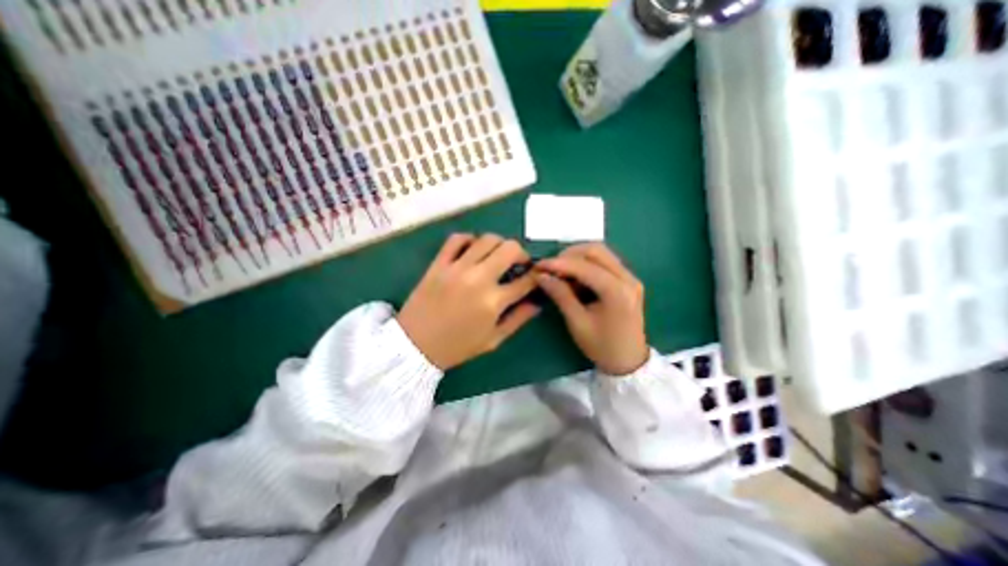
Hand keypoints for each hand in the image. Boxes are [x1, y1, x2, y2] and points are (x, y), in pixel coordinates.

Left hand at [395, 235, 543, 370]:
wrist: (415, 346)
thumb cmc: (457, 347)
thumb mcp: (493, 340)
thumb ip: (518, 319)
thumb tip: (537, 303)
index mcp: (493, 302)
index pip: (526, 280)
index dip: (536, 276)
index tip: (535, 276)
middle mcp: (478, 279)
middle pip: (510, 249)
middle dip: (521, 254)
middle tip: (518, 263)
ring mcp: (456, 268)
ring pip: (487, 239)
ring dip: (499, 245)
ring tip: (496, 256)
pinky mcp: (438, 263)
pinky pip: (456, 239)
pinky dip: (469, 239)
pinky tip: (472, 250)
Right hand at [539, 244, 648, 375]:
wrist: (629, 361)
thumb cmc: (602, 346)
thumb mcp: (577, 323)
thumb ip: (560, 295)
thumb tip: (541, 276)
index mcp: (617, 292)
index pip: (585, 267)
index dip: (559, 264)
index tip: (538, 266)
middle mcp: (628, 278)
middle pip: (596, 250)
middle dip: (569, 255)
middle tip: (550, 267)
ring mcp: (630, 277)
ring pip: (601, 252)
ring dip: (577, 257)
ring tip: (560, 271)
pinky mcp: (628, 280)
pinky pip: (605, 261)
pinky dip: (587, 263)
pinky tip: (574, 276)